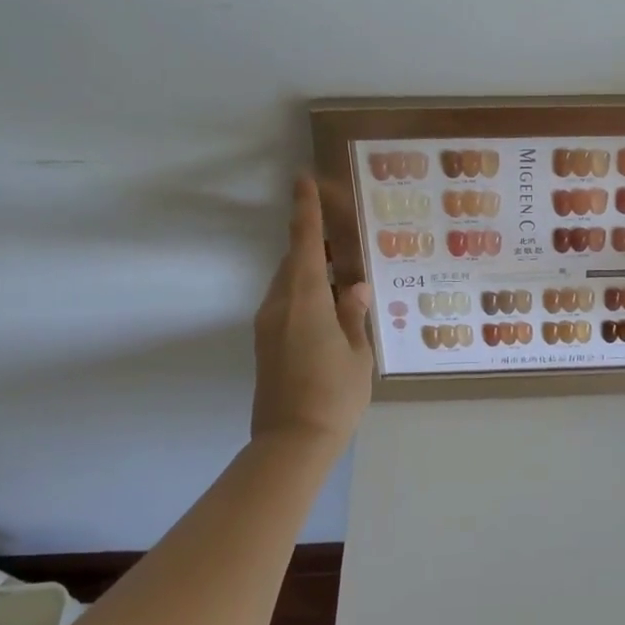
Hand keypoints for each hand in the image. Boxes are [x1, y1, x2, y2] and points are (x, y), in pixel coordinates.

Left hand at [251, 176, 374, 443]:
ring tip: (343, 273)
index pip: (303, 245)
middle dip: (313, 244)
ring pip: (289, 283)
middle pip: (294, 262)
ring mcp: (268, 326)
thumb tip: (354, 286)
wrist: (291, 444)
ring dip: (311, 271)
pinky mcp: (266, 344)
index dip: (304, 211)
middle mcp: (279, 306)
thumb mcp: (357, 354)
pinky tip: (330, 306)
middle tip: (343, 235)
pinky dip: (306, 293)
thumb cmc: (334, 397)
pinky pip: (286, 303)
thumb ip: (353, 314)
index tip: (301, 180)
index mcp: (305, 302)